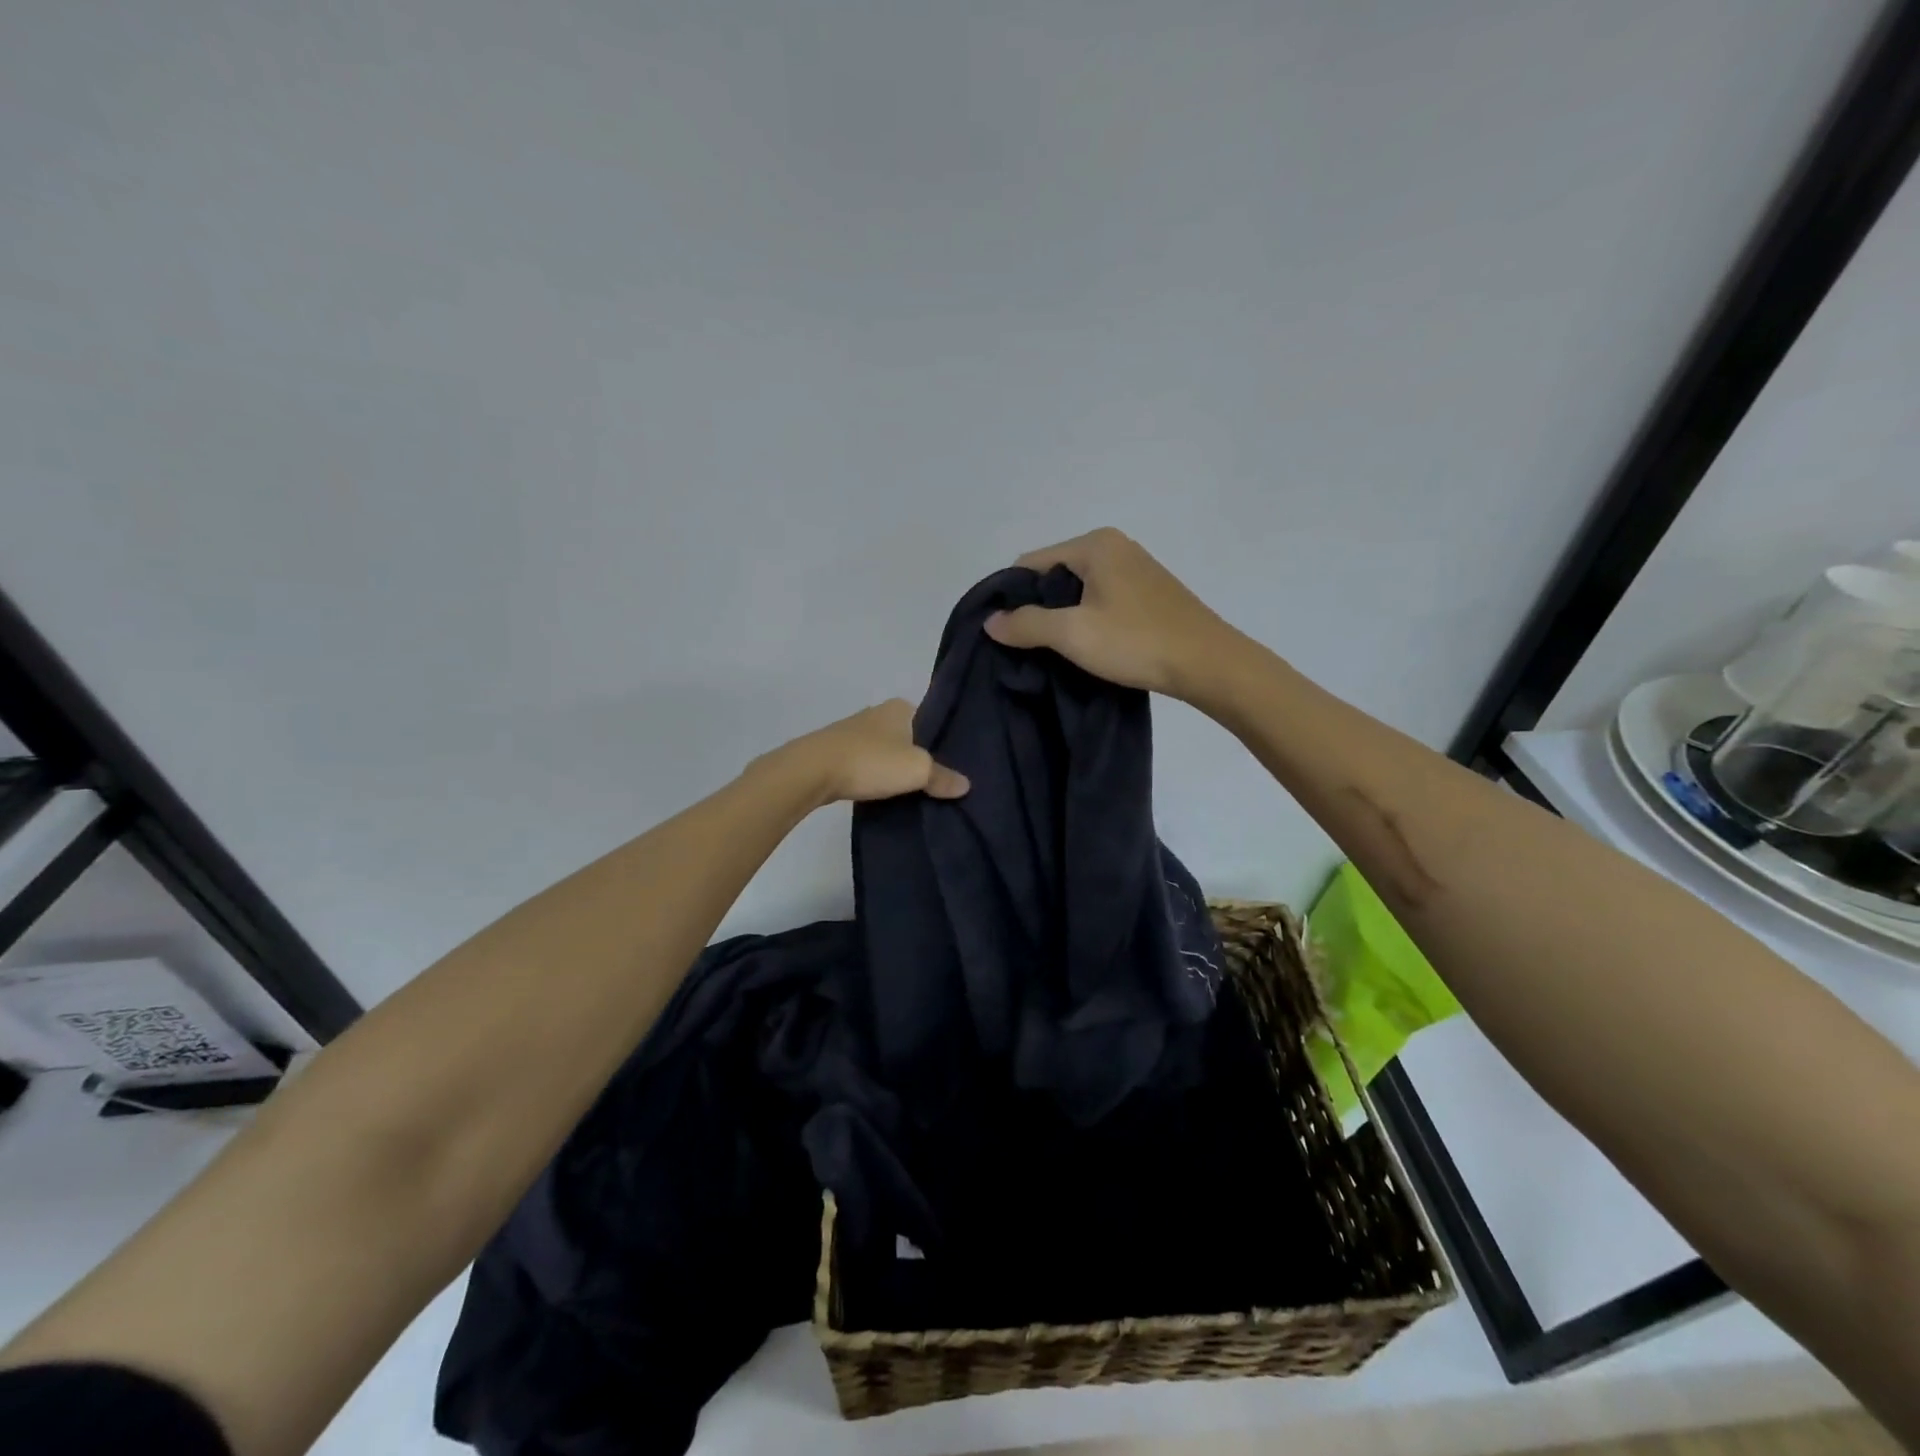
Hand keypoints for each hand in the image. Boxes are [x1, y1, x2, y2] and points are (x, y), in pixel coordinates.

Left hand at [770, 699, 969, 807]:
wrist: (812, 771)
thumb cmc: (871, 761)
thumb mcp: (917, 770)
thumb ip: (943, 777)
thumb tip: (966, 785)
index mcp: (900, 707)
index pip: (931, 720)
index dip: (942, 741)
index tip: (953, 764)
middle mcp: (877, 712)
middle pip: (908, 736)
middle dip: (919, 755)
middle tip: (937, 781)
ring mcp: (854, 731)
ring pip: (886, 750)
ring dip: (894, 767)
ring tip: (912, 791)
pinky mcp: (836, 751)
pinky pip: (866, 763)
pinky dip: (875, 775)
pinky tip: (882, 792)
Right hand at [984, 528, 1244, 700]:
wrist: (1208, 663)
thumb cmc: (1136, 642)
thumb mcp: (1072, 633)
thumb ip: (1026, 624)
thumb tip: (991, 621)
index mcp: (1094, 544)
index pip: (1031, 563)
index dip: (1012, 597)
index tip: (1006, 632)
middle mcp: (1114, 546)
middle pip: (1054, 574)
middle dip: (1037, 607)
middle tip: (1029, 645)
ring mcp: (1135, 568)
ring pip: (1078, 589)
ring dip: (1063, 616)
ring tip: (1057, 649)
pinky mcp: (1149, 592)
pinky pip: (1101, 598)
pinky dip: (1087, 618)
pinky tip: (1089, 645)